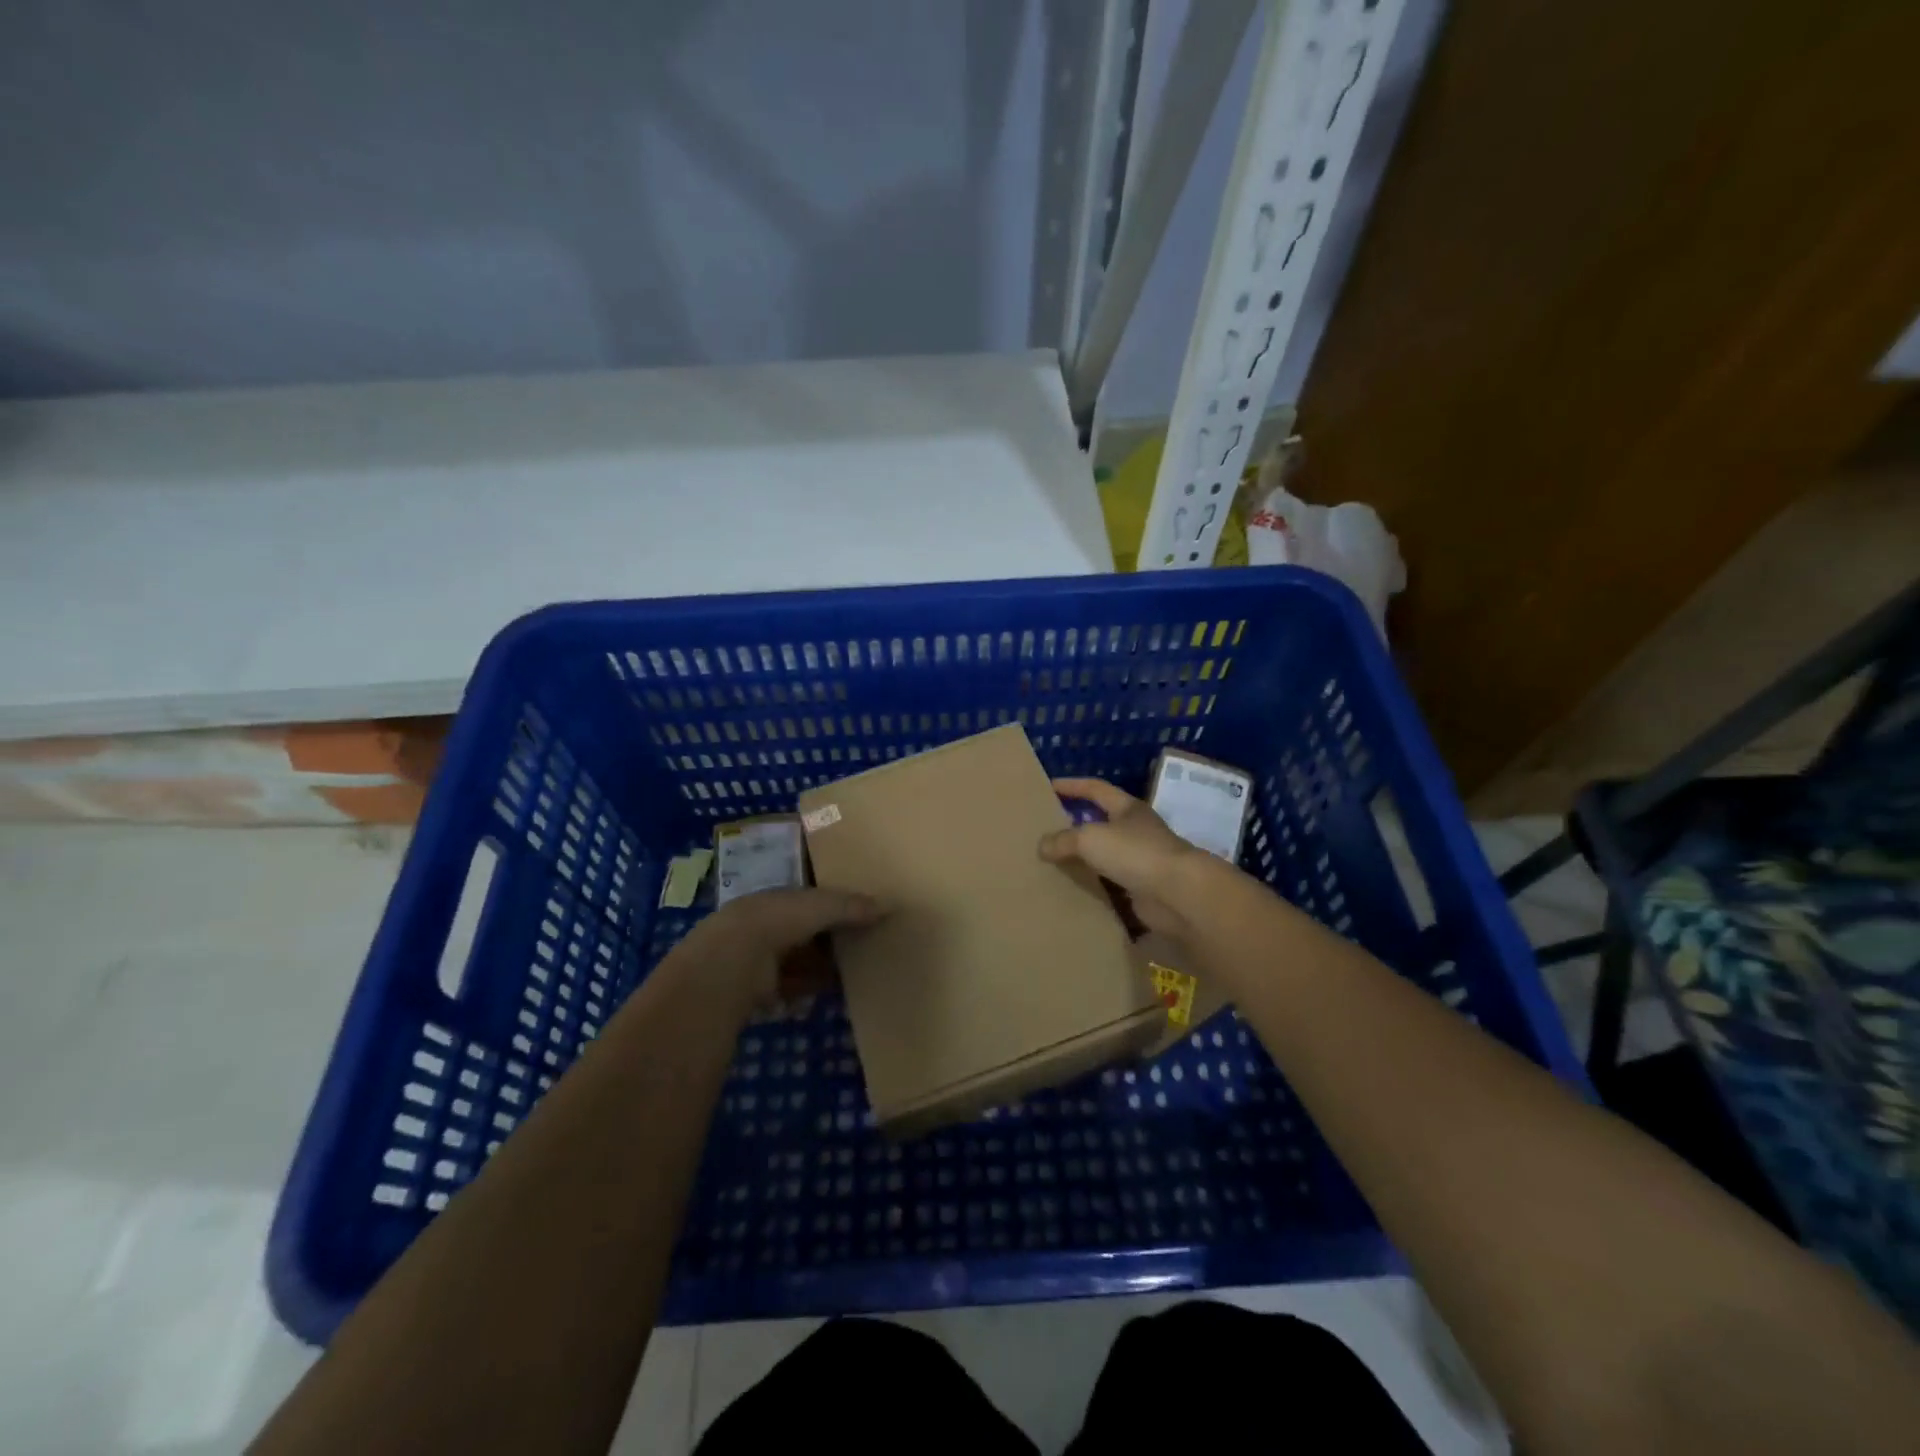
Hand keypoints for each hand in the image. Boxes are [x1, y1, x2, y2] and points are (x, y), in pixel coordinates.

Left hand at [677, 887, 882, 1012]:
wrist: (731, 964)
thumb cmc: (775, 922)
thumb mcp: (819, 906)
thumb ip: (850, 906)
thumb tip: (888, 905)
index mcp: (775, 898)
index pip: (807, 899)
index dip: (832, 904)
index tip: (860, 912)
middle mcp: (764, 925)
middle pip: (804, 931)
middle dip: (828, 937)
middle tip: (863, 942)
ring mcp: (758, 959)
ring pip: (799, 960)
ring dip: (821, 965)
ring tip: (855, 969)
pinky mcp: (758, 990)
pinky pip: (792, 987)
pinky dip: (810, 988)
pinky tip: (832, 991)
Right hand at [1040, 777, 1217, 939]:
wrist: (1178, 894)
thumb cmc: (1135, 853)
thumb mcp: (1090, 838)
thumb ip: (1063, 840)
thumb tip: (1041, 846)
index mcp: (1128, 808)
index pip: (1096, 789)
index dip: (1072, 786)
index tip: (1049, 786)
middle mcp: (1136, 830)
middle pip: (1101, 822)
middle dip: (1075, 824)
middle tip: (1046, 829)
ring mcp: (1141, 860)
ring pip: (1104, 855)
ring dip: (1083, 858)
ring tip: (1053, 862)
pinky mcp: (1141, 888)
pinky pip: (1110, 884)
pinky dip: (1092, 885)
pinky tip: (1072, 890)